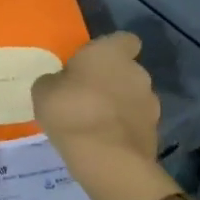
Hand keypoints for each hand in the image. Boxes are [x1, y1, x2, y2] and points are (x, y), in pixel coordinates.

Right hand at [32, 32, 174, 199]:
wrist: (107, 160)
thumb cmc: (71, 111)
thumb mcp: (44, 91)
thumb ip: (55, 81)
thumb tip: (60, 83)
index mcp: (111, 53)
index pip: (125, 40)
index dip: (112, 49)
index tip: (95, 62)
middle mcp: (137, 72)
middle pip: (128, 71)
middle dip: (113, 81)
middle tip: (88, 96)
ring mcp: (151, 104)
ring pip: (134, 98)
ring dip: (120, 106)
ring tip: (96, 124)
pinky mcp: (155, 133)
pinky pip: (136, 124)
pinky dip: (124, 130)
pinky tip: (104, 142)